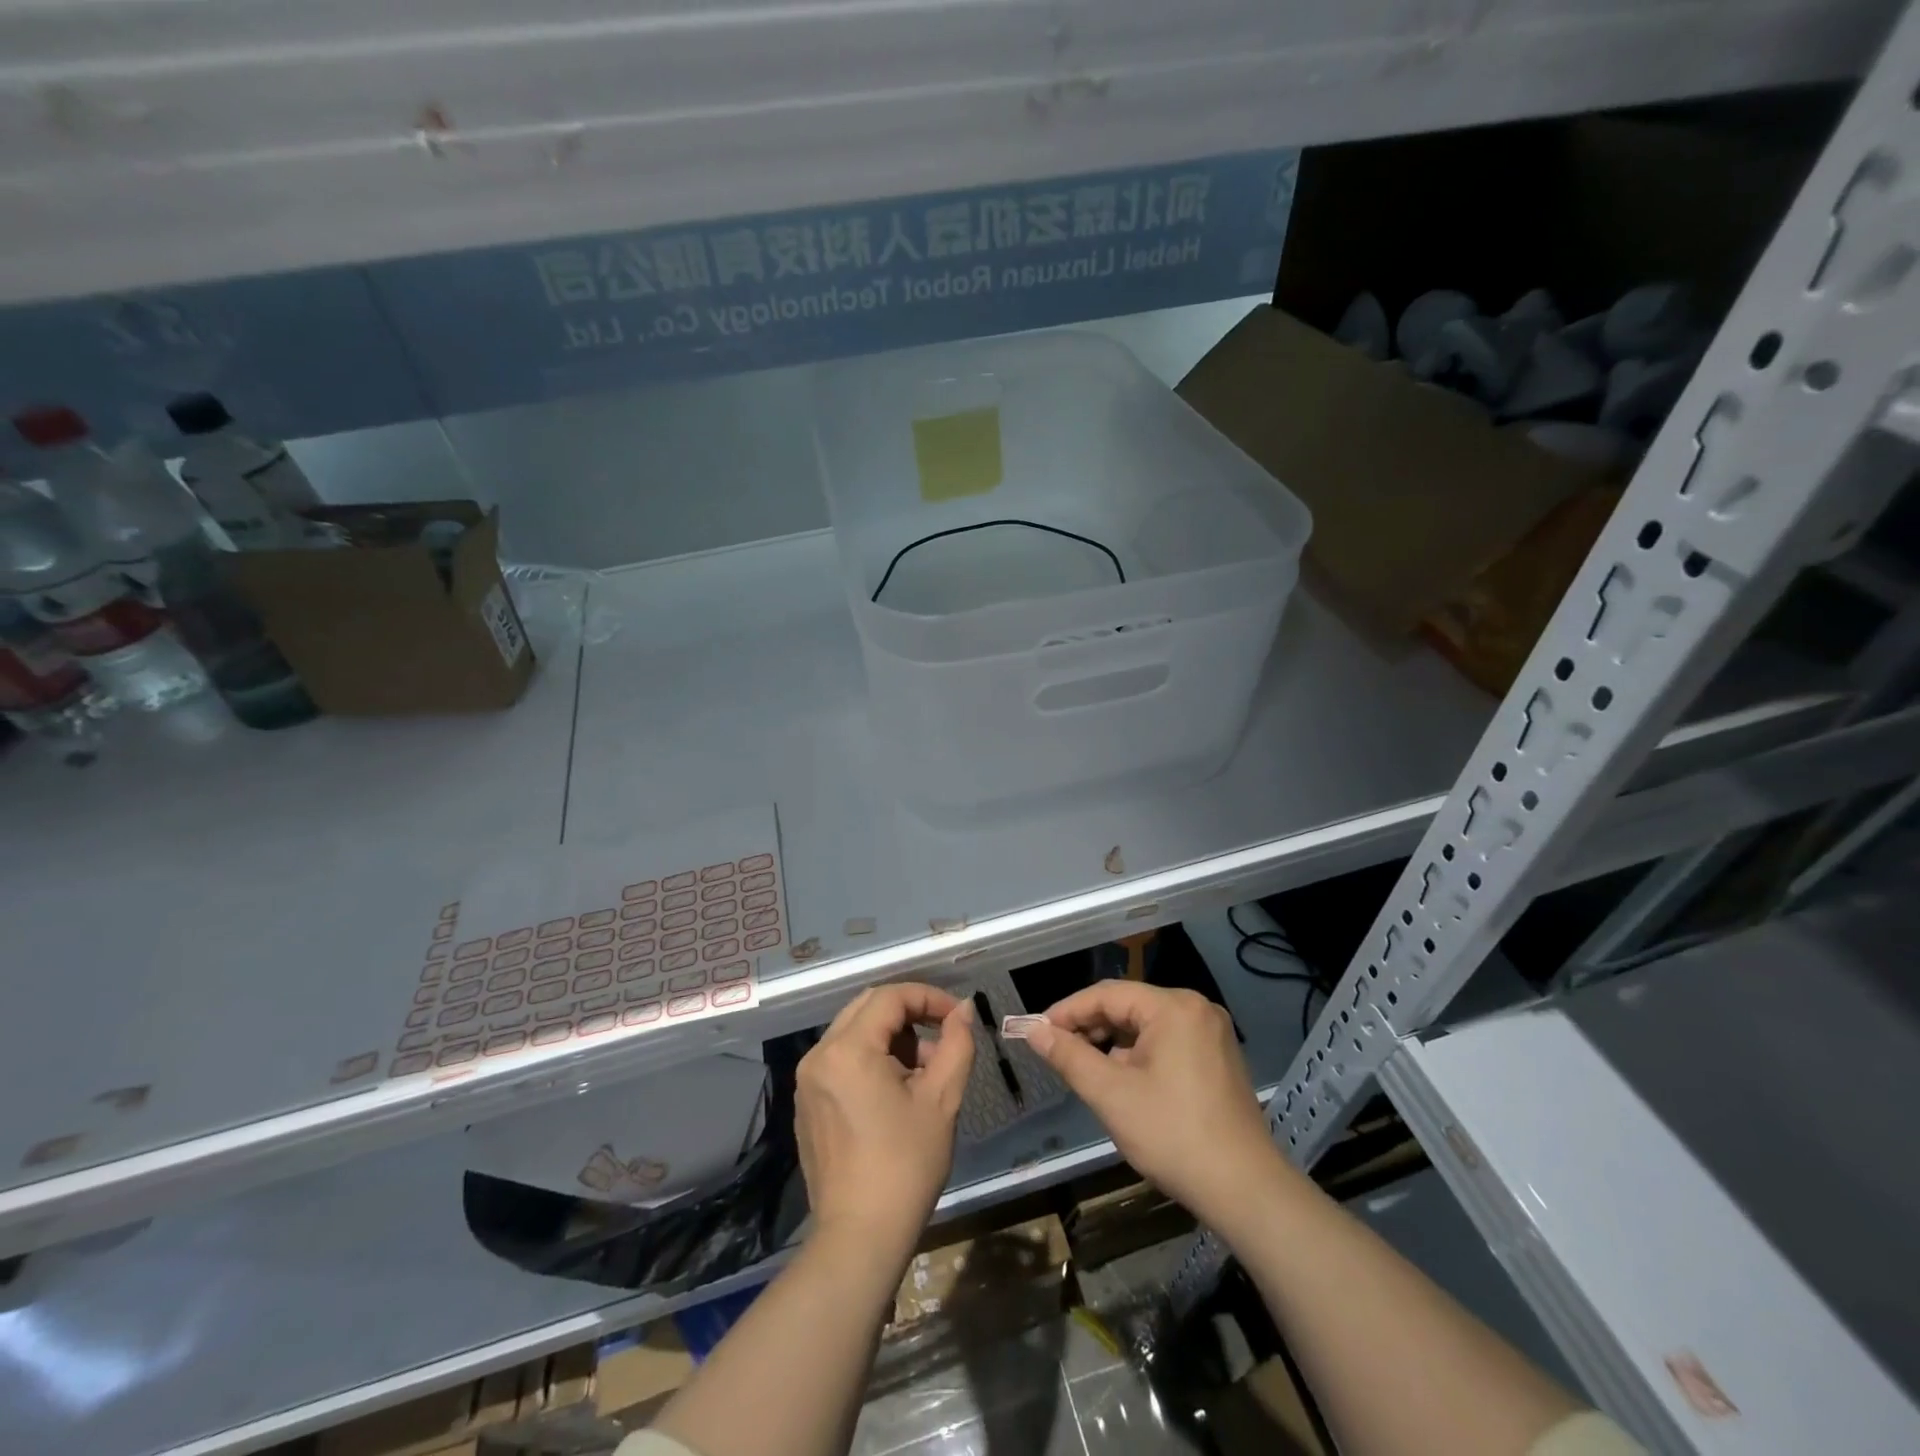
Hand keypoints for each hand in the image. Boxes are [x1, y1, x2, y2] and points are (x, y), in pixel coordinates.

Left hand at [795, 983, 974, 1256]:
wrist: (860, 1237)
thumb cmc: (905, 1165)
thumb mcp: (942, 1099)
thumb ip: (956, 1043)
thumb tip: (962, 1009)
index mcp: (847, 1049)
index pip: (890, 997)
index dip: (928, 997)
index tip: (957, 1016)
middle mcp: (819, 1055)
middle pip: (868, 1008)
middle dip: (910, 1014)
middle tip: (942, 1035)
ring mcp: (807, 1080)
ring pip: (854, 1032)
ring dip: (891, 1037)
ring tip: (925, 1071)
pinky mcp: (807, 1103)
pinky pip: (840, 1059)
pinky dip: (870, 1058)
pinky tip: (896, 1091)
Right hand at [1026, 983, 1291, 1226]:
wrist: (1246, 1191)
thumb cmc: (1173, 1136)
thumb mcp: (1111, 1095)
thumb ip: (1069, 1056)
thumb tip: (1034, 1031)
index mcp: (1173, 1007)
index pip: (1107, 994)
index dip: (1067, 1011)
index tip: (1037, 1032)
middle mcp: (1196, 1008)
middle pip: (1129, 1006)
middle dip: (1091, 1028)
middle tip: (1058, 1053)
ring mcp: (1212, 1033)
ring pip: (1147, 1026)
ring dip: (1114, 1044)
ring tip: (1087, 1071)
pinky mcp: (1219, 1058)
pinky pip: (1168, 1042)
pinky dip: (1140, 1056)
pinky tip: (1124, 1082)